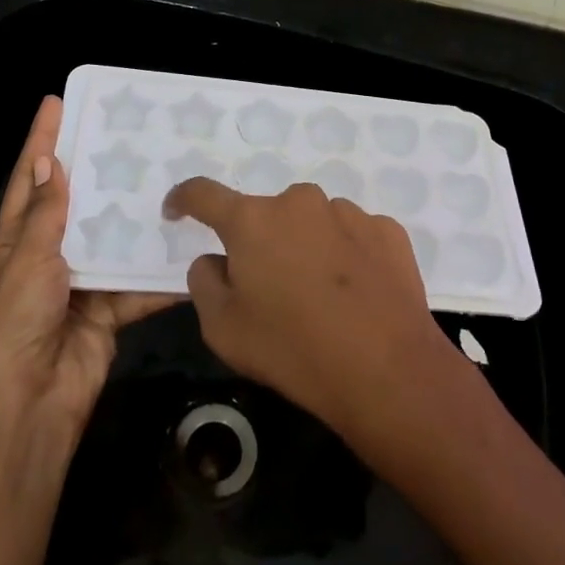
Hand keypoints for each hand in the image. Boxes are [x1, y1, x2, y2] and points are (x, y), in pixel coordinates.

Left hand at [0, 97, 176, 440]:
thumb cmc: (16, 323)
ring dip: (136, 216)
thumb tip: (51, 161)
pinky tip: (188, 249)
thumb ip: (46, 214)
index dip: (41, 140)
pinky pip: (136, 283)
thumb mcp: (26, 261)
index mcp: (17, 239)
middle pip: (77, 202)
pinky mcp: (109, 309)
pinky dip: (158, 273)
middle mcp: (48, 255)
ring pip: (113, 238)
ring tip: (170, 178)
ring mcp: (81, 282)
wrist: (31, 404)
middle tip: (130, 134)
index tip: (56, 102)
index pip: (31, 177)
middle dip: (99, 170)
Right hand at [162, 178, 460, 453]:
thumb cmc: (292, 350)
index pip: (204, 194)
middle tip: (270, 288)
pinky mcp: (387, 230)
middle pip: (266, 215)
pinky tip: (356, 295)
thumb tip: (216, 260)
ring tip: (321, 298)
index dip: (184, 199)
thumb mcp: (223, 329)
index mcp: (252, 221)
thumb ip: (205, 282)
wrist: (386, 370)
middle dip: (261, 242)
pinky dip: (346, 256)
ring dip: (306, 247)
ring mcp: (348, 212)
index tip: (177, 210)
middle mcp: (299, 202)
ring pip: (312, 223)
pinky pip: (352, 236)